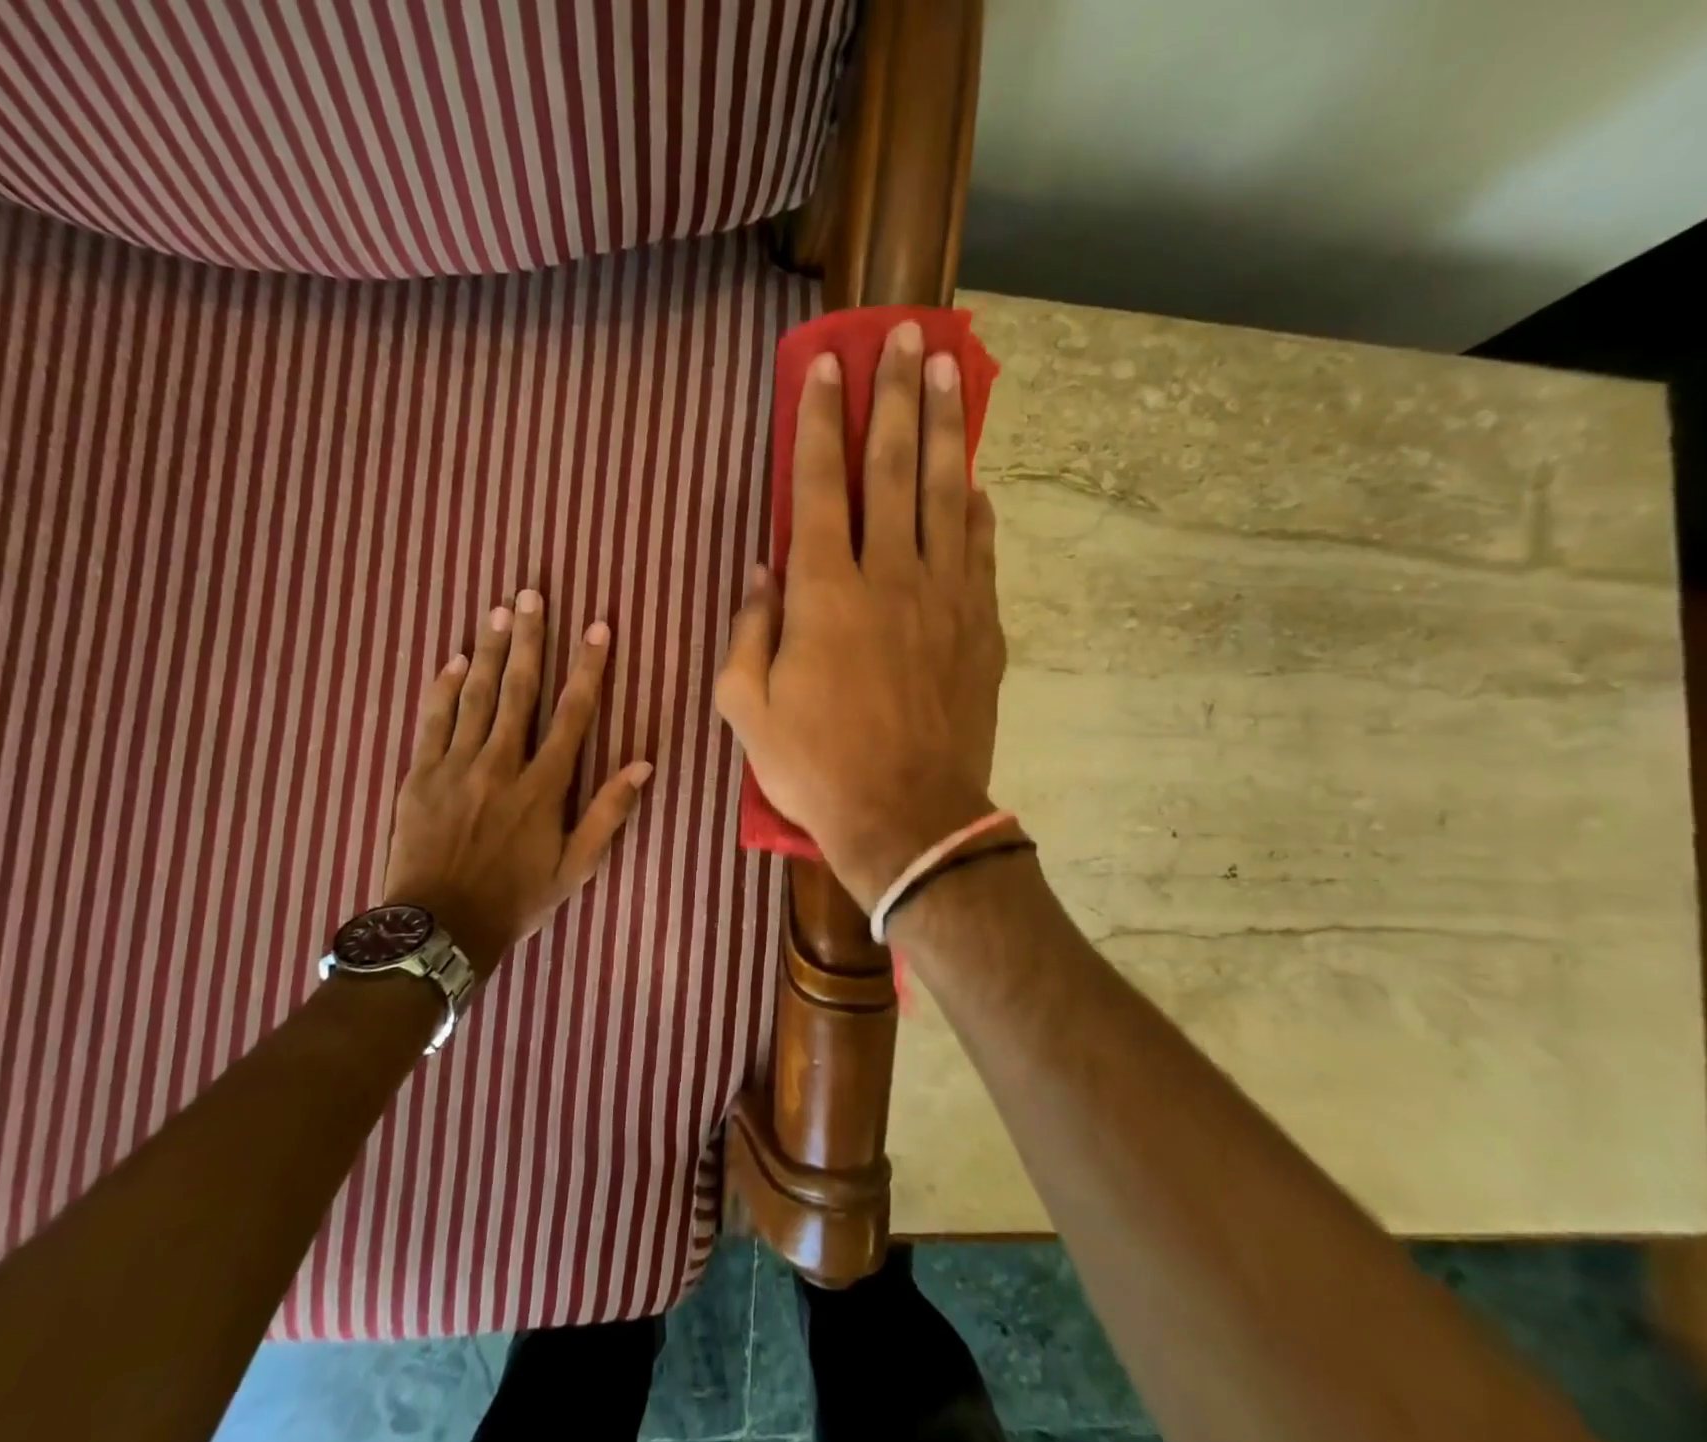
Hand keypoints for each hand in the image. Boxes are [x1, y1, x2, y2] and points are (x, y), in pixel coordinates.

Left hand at [382, 589, 651, 975]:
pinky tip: (452, 659)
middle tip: (531, 594)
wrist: (439, 929)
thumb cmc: (516, 899)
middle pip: (518, 690)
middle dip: (529, 639)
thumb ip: (608, 813)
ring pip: (476, 696)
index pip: (572, 714)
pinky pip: (433, 721)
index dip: (588, 668)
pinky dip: (443, 688)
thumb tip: (643, 765)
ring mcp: (456, 766)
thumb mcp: (575, 867)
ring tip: (497, 610)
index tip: (597, 628)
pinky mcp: (420, 775)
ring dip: (488, 651)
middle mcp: (501, 764)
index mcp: (543, 786)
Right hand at [716, 321, 1005, 909]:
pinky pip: (980, 551)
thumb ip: (749, 631)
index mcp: (823, 594)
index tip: (828, 367)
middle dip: (896, 396)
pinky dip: (975, 509)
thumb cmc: (815, 767)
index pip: (818, 487)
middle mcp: (887, 577)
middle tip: (905, 336)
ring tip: (948, 372)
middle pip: (893, 468)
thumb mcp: (746, 708)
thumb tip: (762, 572)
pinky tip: (974, 481)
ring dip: (944, 429)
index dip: (820, 422)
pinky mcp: (980, 628)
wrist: (906, 818)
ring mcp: (944, 599)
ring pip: (945, 494)